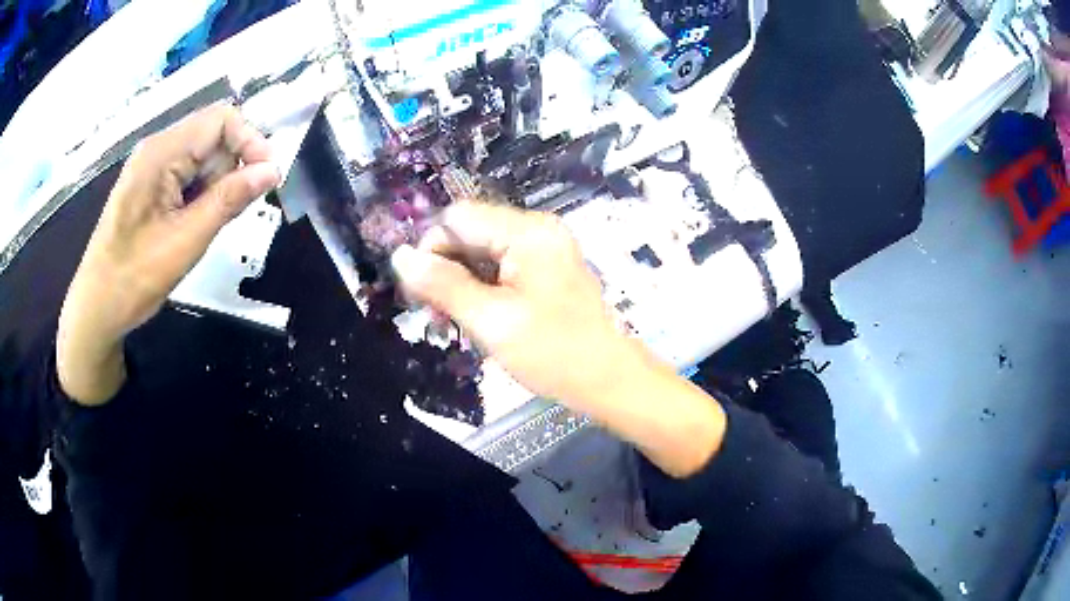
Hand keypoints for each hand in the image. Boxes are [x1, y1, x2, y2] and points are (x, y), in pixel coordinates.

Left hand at [57, 103, 279, 404]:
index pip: (221, 120)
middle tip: (233, 212)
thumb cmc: (135, 278)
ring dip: (216, 185)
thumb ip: (229, 200)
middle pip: (213, 136)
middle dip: (232, 168)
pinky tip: (193, 223)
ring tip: (206, 225)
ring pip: (202, 158)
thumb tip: (272, 171)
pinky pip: (187, 175)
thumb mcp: (186, 240)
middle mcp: (158, 148)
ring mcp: (152, 166)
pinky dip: (200, 194)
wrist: (97, 307)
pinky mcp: (150, 184)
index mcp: (162, 153)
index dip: (251, 141)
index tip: (268, 178)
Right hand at [391, 203, 641, 410]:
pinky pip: (501, 267)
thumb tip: (399, 256)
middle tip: (435, 316)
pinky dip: (481, 289)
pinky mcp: (546, 268)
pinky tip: (475, 318)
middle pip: (470, 233)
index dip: (431, 249)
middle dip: (445, 270)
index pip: (458, 217)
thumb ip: (443, 285)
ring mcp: (544, 248)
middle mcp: (536, 229)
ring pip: (481, 252)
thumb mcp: (491, 321)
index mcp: (528, 232)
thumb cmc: (554, 353)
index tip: (421, 294)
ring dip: (460, 284)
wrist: (609, 380)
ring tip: (451, 324)